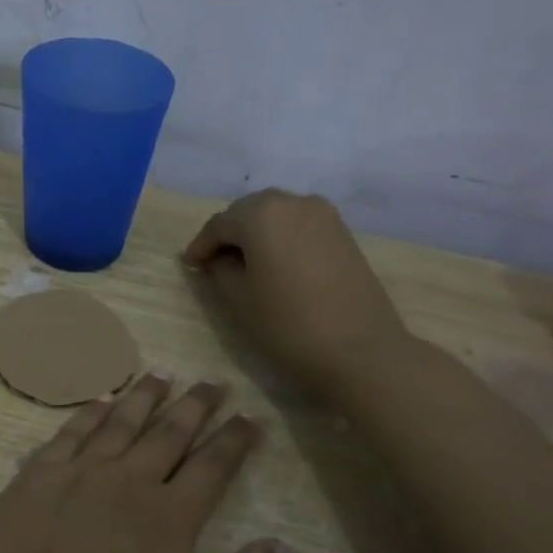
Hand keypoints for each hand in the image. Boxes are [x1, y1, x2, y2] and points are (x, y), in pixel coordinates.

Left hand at [0, 375, 279, 552]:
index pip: (213, 466)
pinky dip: (89, 413)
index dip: (235, 439)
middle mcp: (127, 483)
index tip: (251, 416)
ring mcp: (77, 476)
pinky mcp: (34, 480)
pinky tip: (101, 401)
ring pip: (120, 422)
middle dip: (196, 405)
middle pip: (169, 432)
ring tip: (162, 374)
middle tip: (212, 381)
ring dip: (144, 396)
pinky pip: (69, 433)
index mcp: (170, 519)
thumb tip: (275, 547)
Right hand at [183, 189, 410, 400]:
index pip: (219, 225)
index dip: (201, 246)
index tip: (189, 265)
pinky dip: (281, 236)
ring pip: (276, 214)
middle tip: (214, 262)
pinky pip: (299, 224)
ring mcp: (323, 214)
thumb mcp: (240, 300)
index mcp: (261, 214)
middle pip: (248, 211)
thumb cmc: (290, 326)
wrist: (362, 351)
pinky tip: (276, 262)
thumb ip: (219, 269)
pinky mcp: (342, 231)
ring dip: (256, 233)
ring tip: (245, 263)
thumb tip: (216, 258)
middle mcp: (293, 202)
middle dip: (229, 234)